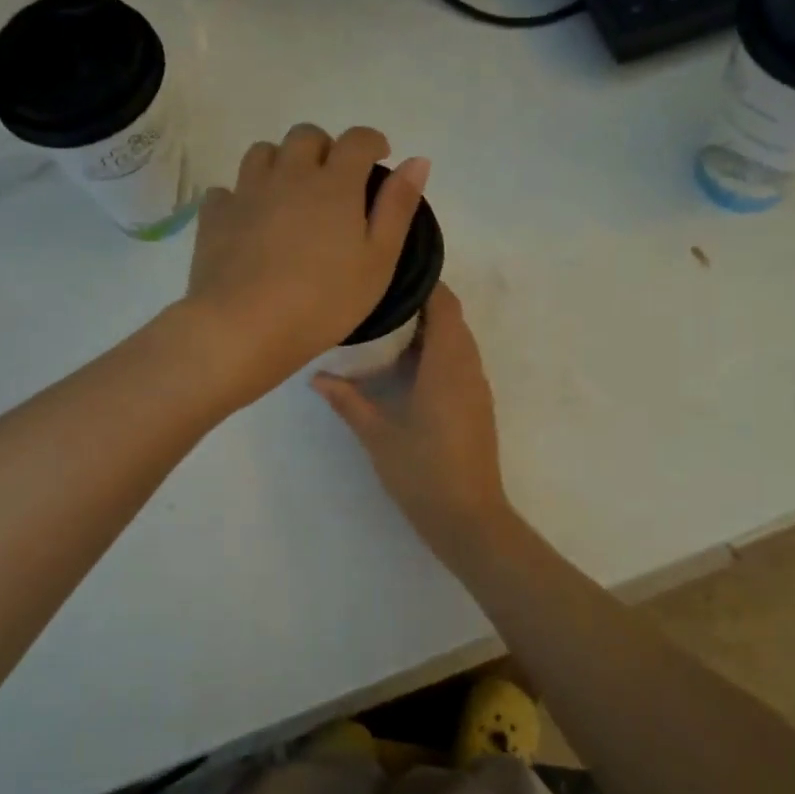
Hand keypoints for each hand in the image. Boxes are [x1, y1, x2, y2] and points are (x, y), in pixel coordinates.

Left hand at [180, 124, 428, 405]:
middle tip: (334, 179)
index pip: (356, 140)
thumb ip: (398, 207)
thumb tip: (416, 160)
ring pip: (263, 153)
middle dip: (324, 147)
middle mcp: (289, 175)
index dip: (372, 142)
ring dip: (281, 162)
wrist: (244, 327)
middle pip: (306, 136)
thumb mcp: (378, 262)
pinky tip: (249, 220)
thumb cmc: (323, 302)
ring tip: (290, 193)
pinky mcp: (215, 216)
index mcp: (334, 184)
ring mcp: (247, 192)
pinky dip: (242, 196)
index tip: (379, 156)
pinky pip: (227, 189)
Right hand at [312, 284, 513, 559]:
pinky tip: (406, 369)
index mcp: (447, 365)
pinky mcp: (477, 405)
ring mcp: (477, 388)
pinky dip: (438, 353)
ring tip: (387, 331)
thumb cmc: (422, 471)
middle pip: (452, 319)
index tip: (392, 275)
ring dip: (430, 331)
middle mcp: (468, 368)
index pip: (444, 305)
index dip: (425, 283)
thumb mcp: (377, 435)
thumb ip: (348, 401)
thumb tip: (316, 377)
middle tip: (380, 303)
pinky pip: (460, 362)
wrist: (468, 517)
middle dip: (422, 305)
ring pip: (458, 341)